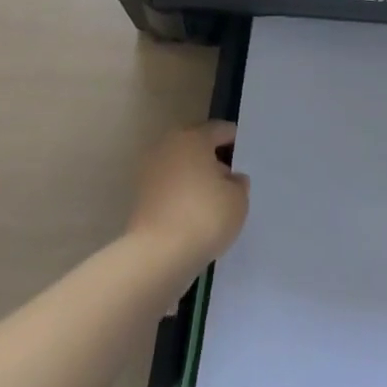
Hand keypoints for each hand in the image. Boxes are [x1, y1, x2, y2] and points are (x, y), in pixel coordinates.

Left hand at [127, 121, 249, 272]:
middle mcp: (168, 147)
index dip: (236, 141)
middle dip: (214, 159)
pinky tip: (196, 214)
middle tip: (232, 179)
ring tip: (215, 200)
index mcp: (193, 137)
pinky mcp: (140, 199)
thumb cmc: (204, 216)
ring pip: (182, 168)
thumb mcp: (238, 198)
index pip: (220, 130)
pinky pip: (170, 189)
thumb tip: (231, 179)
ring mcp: (150, 172)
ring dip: (196, 178)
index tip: (246, 157)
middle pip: (197, 146)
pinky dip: (182, 196)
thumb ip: (238, 183)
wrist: (157, 257)